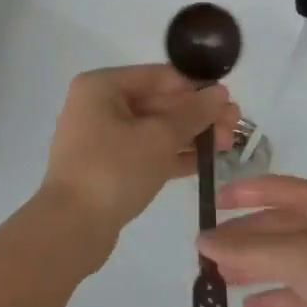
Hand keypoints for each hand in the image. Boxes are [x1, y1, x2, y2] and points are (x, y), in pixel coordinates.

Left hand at [40, 65, 237, 245]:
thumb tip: (220, 92)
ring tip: (228, 143)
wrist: (70, 230)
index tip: (228, 99)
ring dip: (190, 135)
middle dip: (197, 114)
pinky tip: (206, 162)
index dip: (196, 86)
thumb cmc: (113, 170)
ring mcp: (101, 138)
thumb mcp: (159, 137)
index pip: (158, 76)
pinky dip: (173, 155)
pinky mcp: (107, 167)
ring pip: (154, 129)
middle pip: (158, 102)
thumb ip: (193, 113)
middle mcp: (98, 105)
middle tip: (236, 125)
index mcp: (102, 86)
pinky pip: (146, 151)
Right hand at [197, 175, 306, 306]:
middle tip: (206, 252)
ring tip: (217, 278)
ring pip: (283, 259)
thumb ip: (247, 250)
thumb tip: (203, 241)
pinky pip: (297, 290)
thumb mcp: (296, 254)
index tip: (211, 205)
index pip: (273, 189)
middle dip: (242, 237)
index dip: (242, 193)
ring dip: (253, 267)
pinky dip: (274, 295)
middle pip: (275, 226)